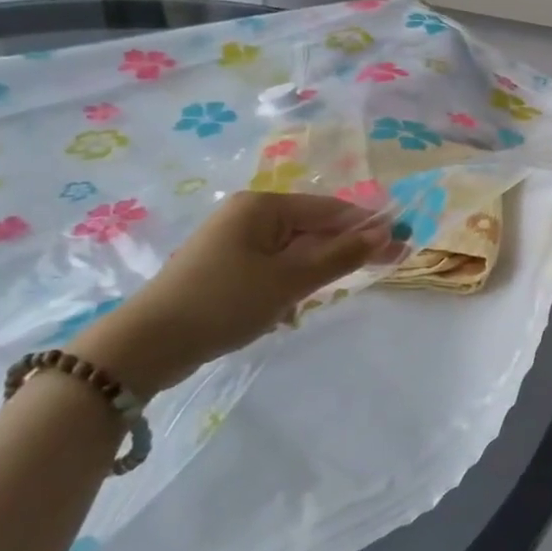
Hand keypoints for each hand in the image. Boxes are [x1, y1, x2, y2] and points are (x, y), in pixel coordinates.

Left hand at [75, 192, 405, 397]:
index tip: (403, 242)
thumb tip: (385, 231)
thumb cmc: (225, 302)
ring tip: (334, 292)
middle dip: (346, 248)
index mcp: (262, 206)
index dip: (368, 225)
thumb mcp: (290, 279)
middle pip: (313, 226)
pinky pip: (274, 266)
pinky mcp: (225, 267)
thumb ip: (341, 255)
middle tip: (387, 265)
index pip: (330, 209)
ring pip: (295, 249)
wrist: (149, 344)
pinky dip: (292, 282)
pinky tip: (293, 307)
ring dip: (318, 269)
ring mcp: (234, 241)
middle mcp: (248, 215)